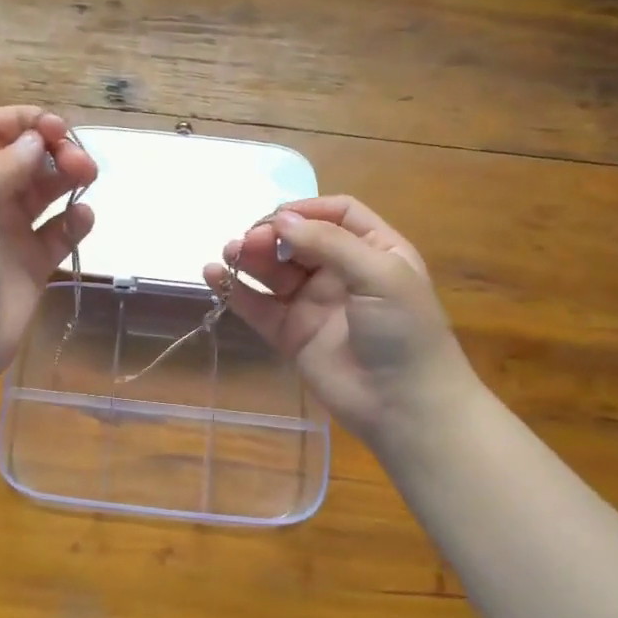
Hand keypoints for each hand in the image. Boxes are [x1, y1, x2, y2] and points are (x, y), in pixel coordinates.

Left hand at [0, 106, 95, 387]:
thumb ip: (2, 165)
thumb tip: (37, 140)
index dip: (27, 121)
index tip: (59, 129)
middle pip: (26, 155)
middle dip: (55, 149)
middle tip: (80, 162)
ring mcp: (9, 230)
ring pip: (46, 189)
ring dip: (69, 176)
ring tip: (88, 177)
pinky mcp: (33, 262)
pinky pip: (60, 230)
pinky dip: (75, 219)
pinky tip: (83, 217)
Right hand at [204, 196, 476, 449]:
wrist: (404, 406)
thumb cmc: (403, 332)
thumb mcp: (379, 275)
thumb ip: (329, 243)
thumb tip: (281, 220)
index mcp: (374, 250)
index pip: (337, 214)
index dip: (306, 210)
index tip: (276, 217)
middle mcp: (342, 272)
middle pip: (299, 240)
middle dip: (271, 235)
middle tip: (247, 241)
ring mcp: (314, 304)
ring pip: (274, 270)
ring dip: (250, 258)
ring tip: (229, 253)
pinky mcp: (290, 334)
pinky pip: (258, 306)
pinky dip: (235, 290)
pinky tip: (214, 276)